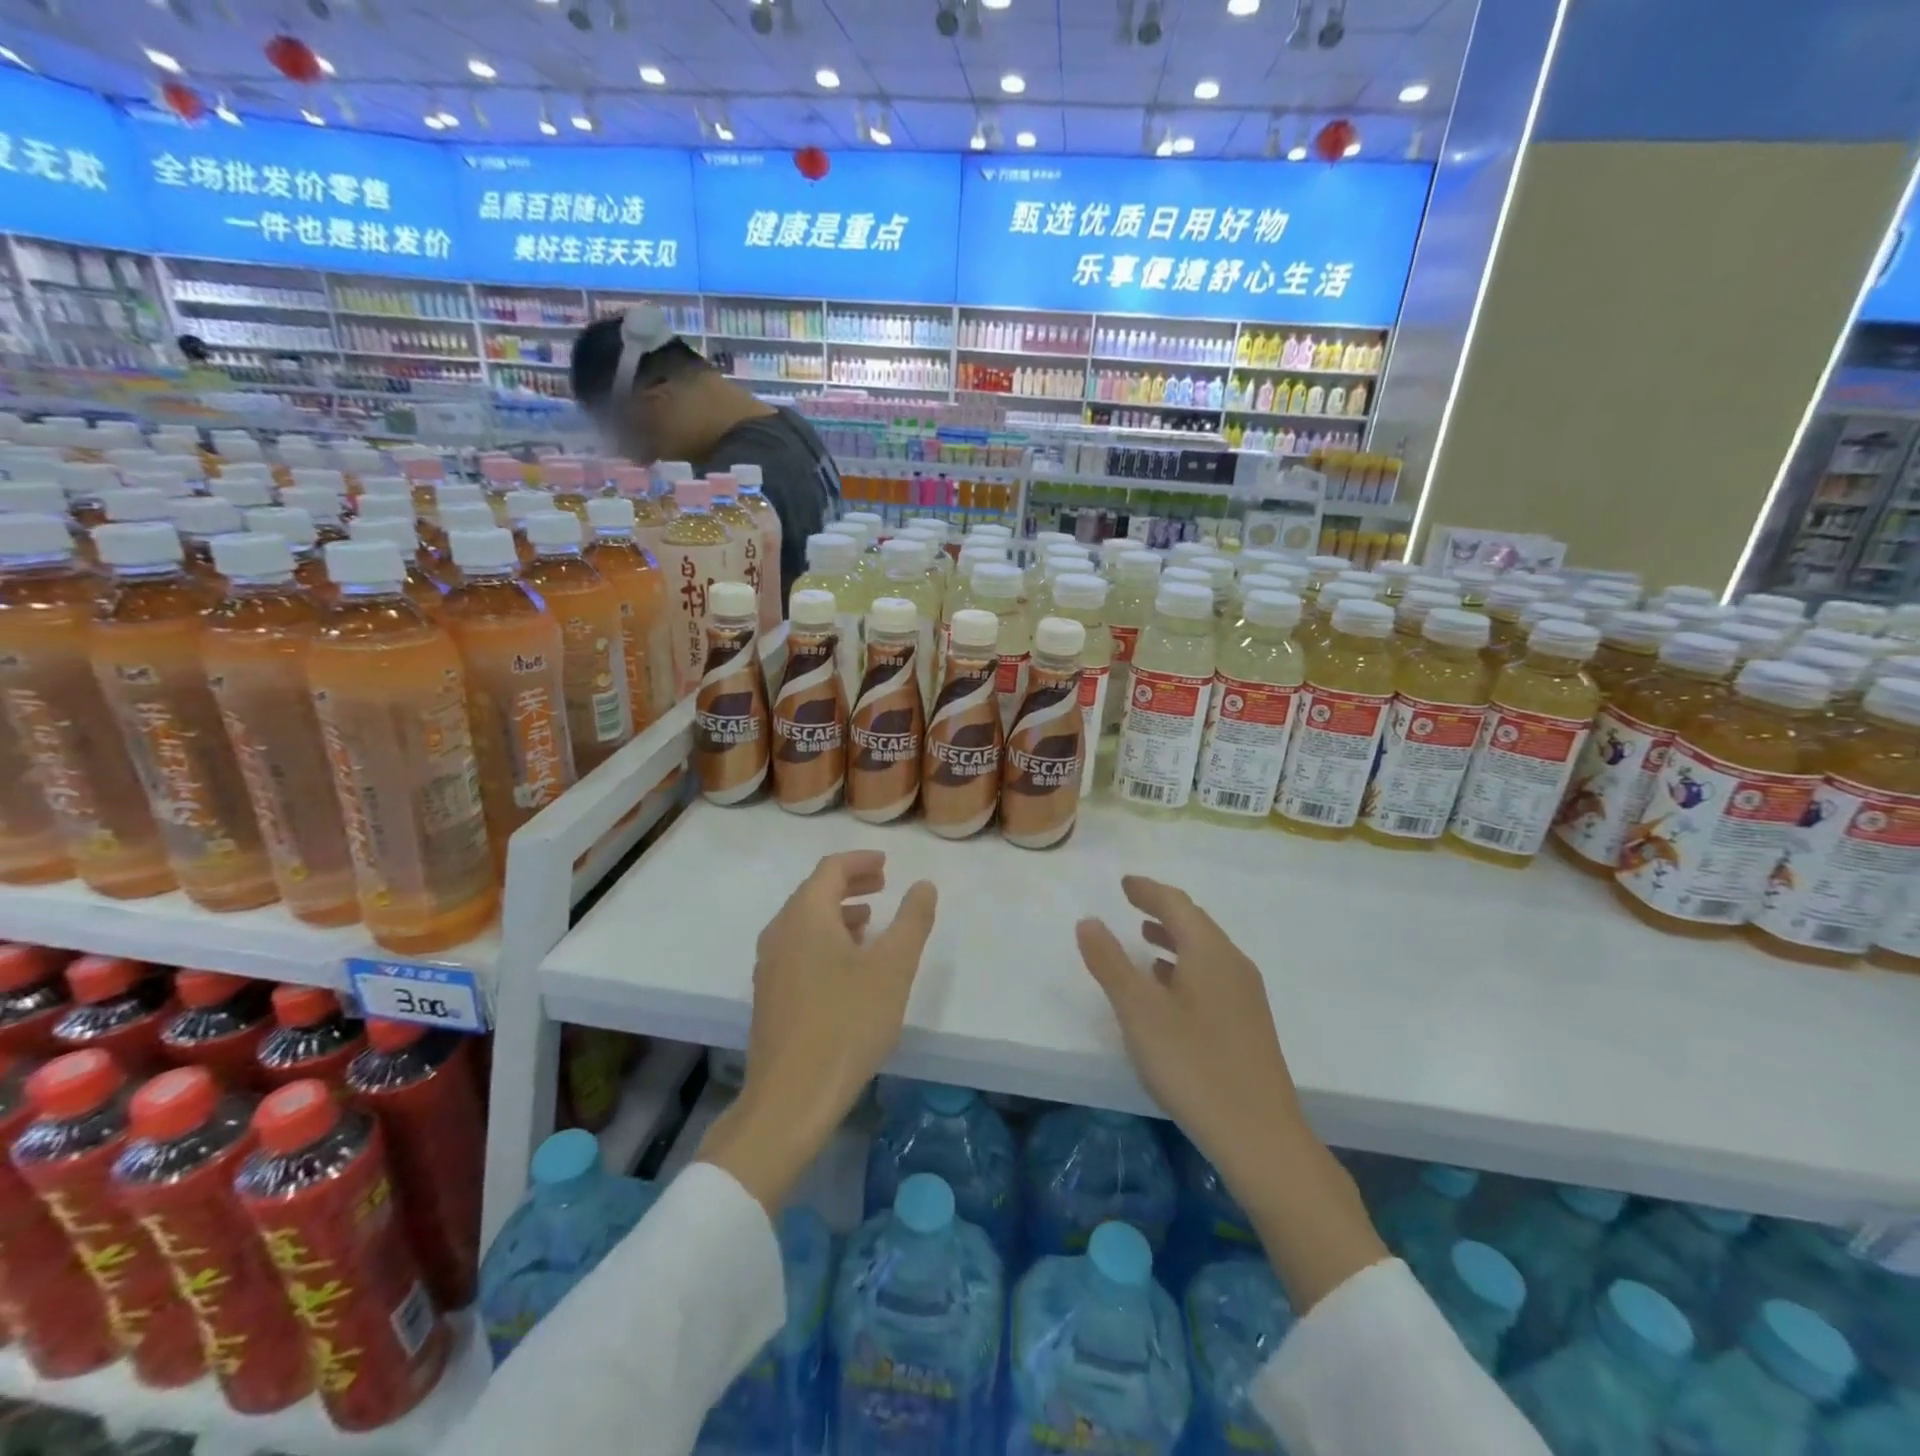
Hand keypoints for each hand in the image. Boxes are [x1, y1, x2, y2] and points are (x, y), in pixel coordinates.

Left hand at [701, 851, 937, 1211]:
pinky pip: (798, 947)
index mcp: (805, 915)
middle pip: (814, 892)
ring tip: (871, 923)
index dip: (860, 861)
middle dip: (850, 883)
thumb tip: (923, 885)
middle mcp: (780, 931)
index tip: (886, 864)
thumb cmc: (847, 1022)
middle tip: (883, 885)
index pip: (831, 869)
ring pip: (805, 921)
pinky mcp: (769, 994)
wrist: (791, 1097)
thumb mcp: (893, 968)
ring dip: (838, 913)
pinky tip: (847, 966)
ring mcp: (769, 965)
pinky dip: (825, 939)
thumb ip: (912, 920)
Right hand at [1075, 875, 1303, 1168]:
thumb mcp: (1139, 1011)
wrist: (1259, 1135)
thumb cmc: (1192, 1064)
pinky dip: (1185, 967)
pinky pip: (1212, 976)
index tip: (1124, 883)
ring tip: (1145, 940)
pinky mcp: (1248, 1024)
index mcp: (1210, 952)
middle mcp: (1233, 965)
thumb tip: (1089, 921)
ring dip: (1174, 939)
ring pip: (1205, 952)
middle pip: (1195, 924)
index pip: (1176, 904)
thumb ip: (1110, 962)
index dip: (1148, 890)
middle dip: (1162, 910)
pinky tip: (1169, 990)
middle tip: (1131, 903)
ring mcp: (1246, 996)